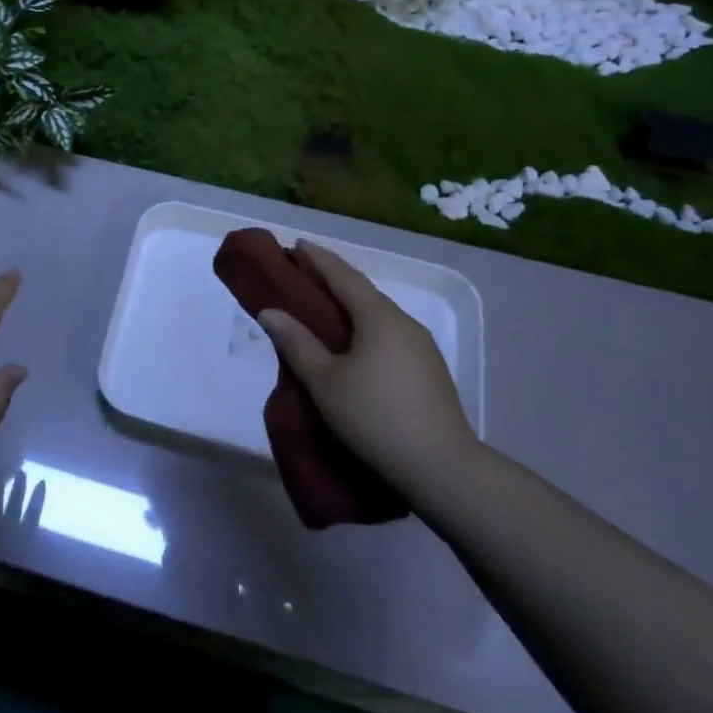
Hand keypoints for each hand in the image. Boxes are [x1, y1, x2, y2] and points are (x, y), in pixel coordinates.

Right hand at [257, 241, 476, 490]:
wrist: (442, 468)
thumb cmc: (375, 417)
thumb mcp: (324, 381)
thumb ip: (296, 343)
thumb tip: (270, 312)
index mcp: (379, 317)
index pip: (343, 276)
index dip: (317, 259)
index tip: (295, 244)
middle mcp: (404, 323)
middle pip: (362, 292)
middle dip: (331, 279)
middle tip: (301, 274)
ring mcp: (421, 346)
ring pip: (377, 315)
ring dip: (348, 305)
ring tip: (321, 307)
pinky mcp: (428, 370)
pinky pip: (388, 334)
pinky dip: (363, 327)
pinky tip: (351, 343)